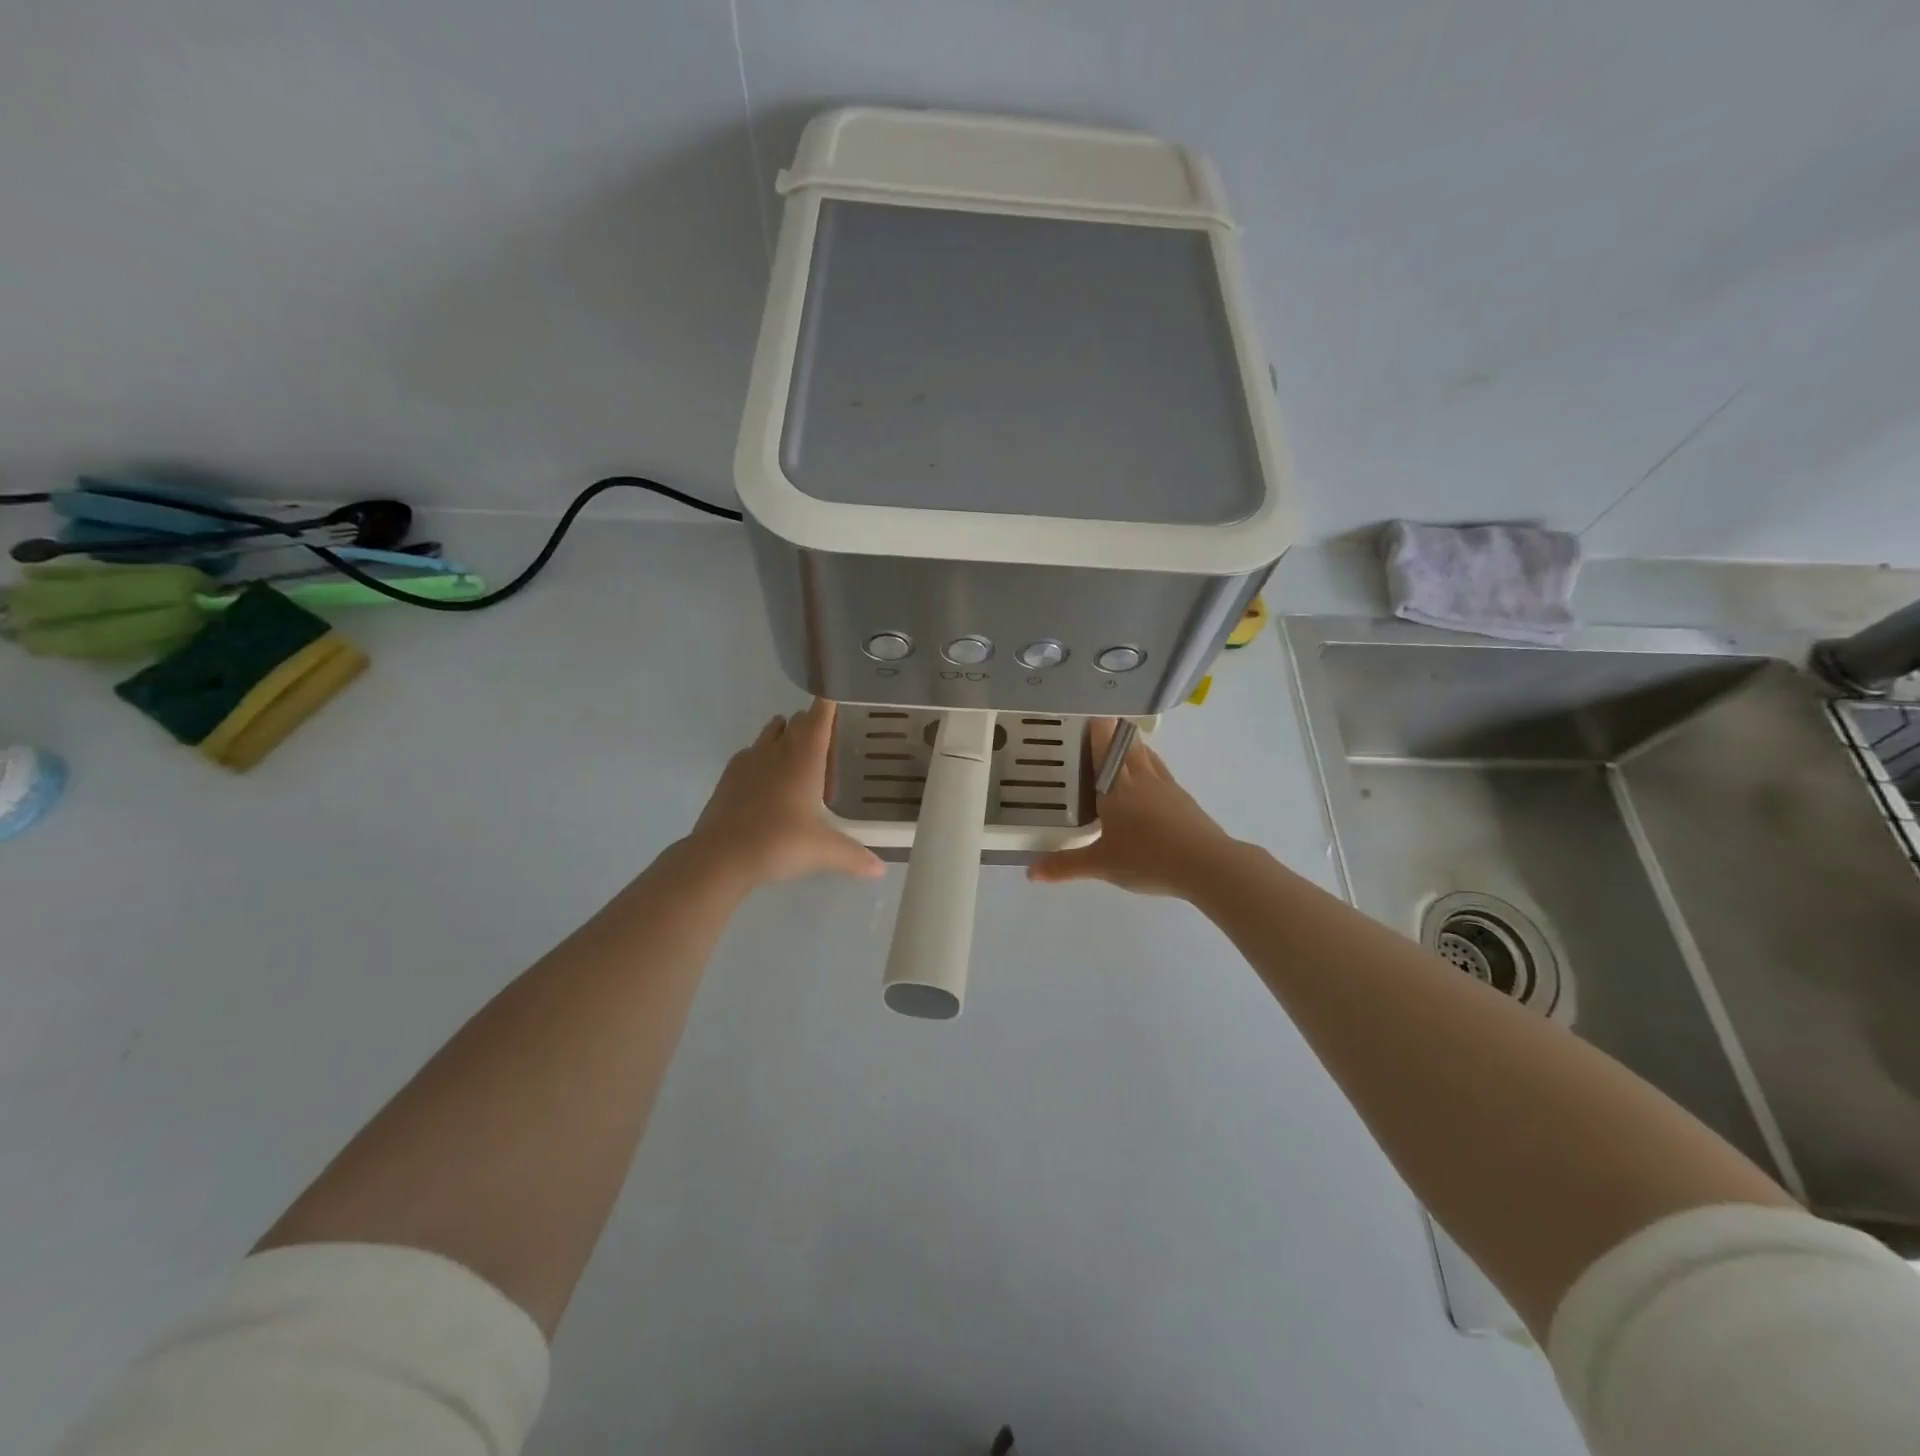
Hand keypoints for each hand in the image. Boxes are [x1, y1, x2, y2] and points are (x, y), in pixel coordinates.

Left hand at [682, 700, 885, 889]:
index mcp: (805, 757)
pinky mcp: (729, 776)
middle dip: (813, 724)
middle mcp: (777, 749)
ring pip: (771, 733)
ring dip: (786, 736)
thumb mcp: (824, 851)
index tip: (841, 693)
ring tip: (800, 757)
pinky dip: (763, 757)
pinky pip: (751, 753)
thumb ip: (854, 856)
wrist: (721, 856)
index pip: (820, 715)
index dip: (831, 702)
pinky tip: (769, 780)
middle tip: (830, 742)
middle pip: (798, 721)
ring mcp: (749, 760)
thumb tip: (881, 869)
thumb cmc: (780, 843)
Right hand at [1027, 718, 1241, 897]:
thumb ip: (1065, 866)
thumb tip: (1030, 872)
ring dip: (1134, 745)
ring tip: (1125, 742)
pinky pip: (1162, 771)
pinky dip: (1152, 764)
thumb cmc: (1147, 858)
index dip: (1097, 731)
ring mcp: (1165, 786)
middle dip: (1115, 733)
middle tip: (1103, 725)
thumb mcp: (1101, 865)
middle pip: (1127, 746)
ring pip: (1147, 756)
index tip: (1090, 714)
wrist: (1205, 864)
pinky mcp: (1183, 798)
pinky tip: (1152, 775)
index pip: (1103, 750)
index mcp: (1116, 789)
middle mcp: (1140, 779)